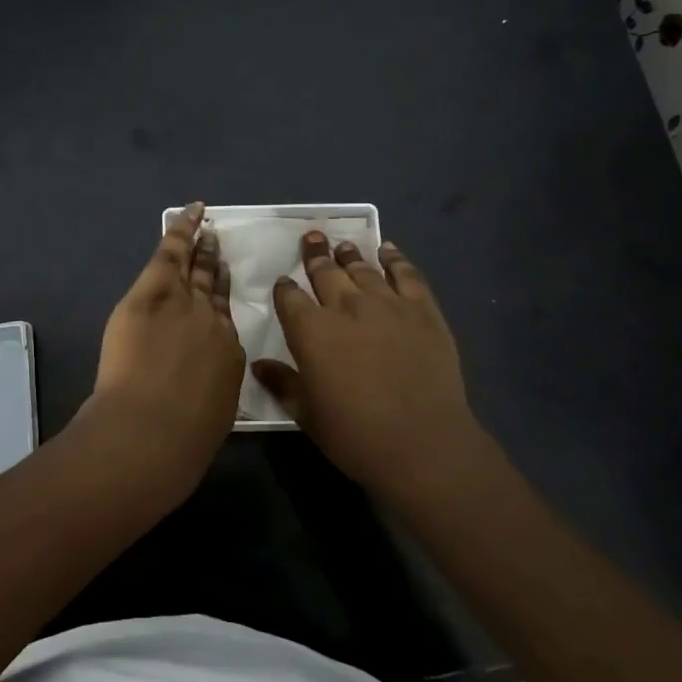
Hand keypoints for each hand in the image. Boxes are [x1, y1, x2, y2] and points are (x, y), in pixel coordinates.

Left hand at [83, 202, 244, 486]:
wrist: (153, 430)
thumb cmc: (181, 439)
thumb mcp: (210, 415)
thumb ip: (208, 390)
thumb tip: (201, 385)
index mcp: (228, 356)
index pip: (225, 322)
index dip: (221, 303)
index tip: (221, 289)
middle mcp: (213, 322)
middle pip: (213, 288)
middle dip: (215, 267)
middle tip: (217, 246)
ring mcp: (183, 303)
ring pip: (194, 267)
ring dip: (200, 247)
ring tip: (205, 230)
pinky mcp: (151, 294)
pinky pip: (170, 253)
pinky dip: (181, 231)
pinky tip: (189, 214)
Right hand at [253, 232, 481, 507]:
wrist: (422, 443)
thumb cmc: (354, 434)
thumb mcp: (306, 414)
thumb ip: (282, 383)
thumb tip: (258, 364)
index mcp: (311, 331)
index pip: (290, 297)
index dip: (284, 288)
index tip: (283, 282)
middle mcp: (346, 307)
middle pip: (325, 272)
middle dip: (315, 255)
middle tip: (311, 238)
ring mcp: (387, 305)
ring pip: (362, 269)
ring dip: (349, 254)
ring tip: (343, 244)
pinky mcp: (423, 310)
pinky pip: (406, 274)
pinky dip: (394, 259)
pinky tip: (388, 250)